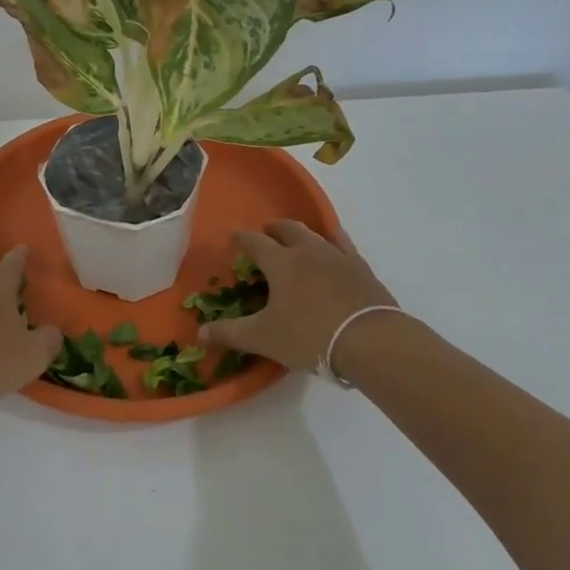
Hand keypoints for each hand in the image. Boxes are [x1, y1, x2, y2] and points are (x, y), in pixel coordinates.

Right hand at [201, 220, 399, 373]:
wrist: (370, 340)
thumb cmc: (309, 336)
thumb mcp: (264, 338)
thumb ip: (230, 334)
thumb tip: (199, 333)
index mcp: (280, 263)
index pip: (255, 242)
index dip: (242, 238)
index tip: (235, 237)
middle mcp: (307, 250)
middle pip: (287, 229)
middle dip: (273, 229)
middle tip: (266, 234)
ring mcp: (337, 256)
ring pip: (315, 233)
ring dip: (301, 233)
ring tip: (297, 239)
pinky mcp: (361, 267)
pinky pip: (343, 244)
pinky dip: (332, 240)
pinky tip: (333, 245)